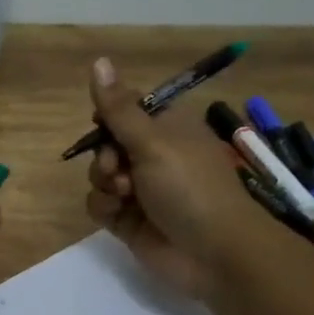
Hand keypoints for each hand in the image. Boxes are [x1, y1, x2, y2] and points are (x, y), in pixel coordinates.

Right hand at [84, 57, 257, 295]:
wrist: (214, 253)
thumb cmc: (190, 187)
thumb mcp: (154, 142)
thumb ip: (119, 108)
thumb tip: (99, 60)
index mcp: (167, 129)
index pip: (126, 111)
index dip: (110, 118)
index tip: (106, 126)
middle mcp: (153, 156)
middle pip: (106, 144)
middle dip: (104, 156)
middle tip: (117, 168)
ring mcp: (140, 190)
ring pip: (99, 176)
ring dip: (103, 183)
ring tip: (124, 196)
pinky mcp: (129, 221)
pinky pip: (100, 205)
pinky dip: (104, 208)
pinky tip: (119, 214)